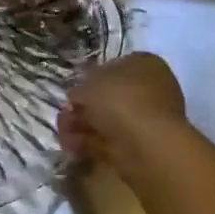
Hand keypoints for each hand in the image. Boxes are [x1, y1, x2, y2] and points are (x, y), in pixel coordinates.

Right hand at [58, 52, 187, 172]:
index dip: (91, 77)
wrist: (147, 146)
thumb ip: (81, 88)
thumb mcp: (90, 85)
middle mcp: (151, 90)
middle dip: (84, 106)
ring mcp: (147, 121)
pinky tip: (72, 147)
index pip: (116, 66)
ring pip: (108, 120)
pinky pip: (110, 140)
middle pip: (109, 96)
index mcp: (146, 66)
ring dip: (82, 125)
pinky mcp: (140, 147)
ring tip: (64, 133)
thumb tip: (78, 96)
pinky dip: (90, 143)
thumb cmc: (121, 101)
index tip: (74, 89)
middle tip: (65, 113)